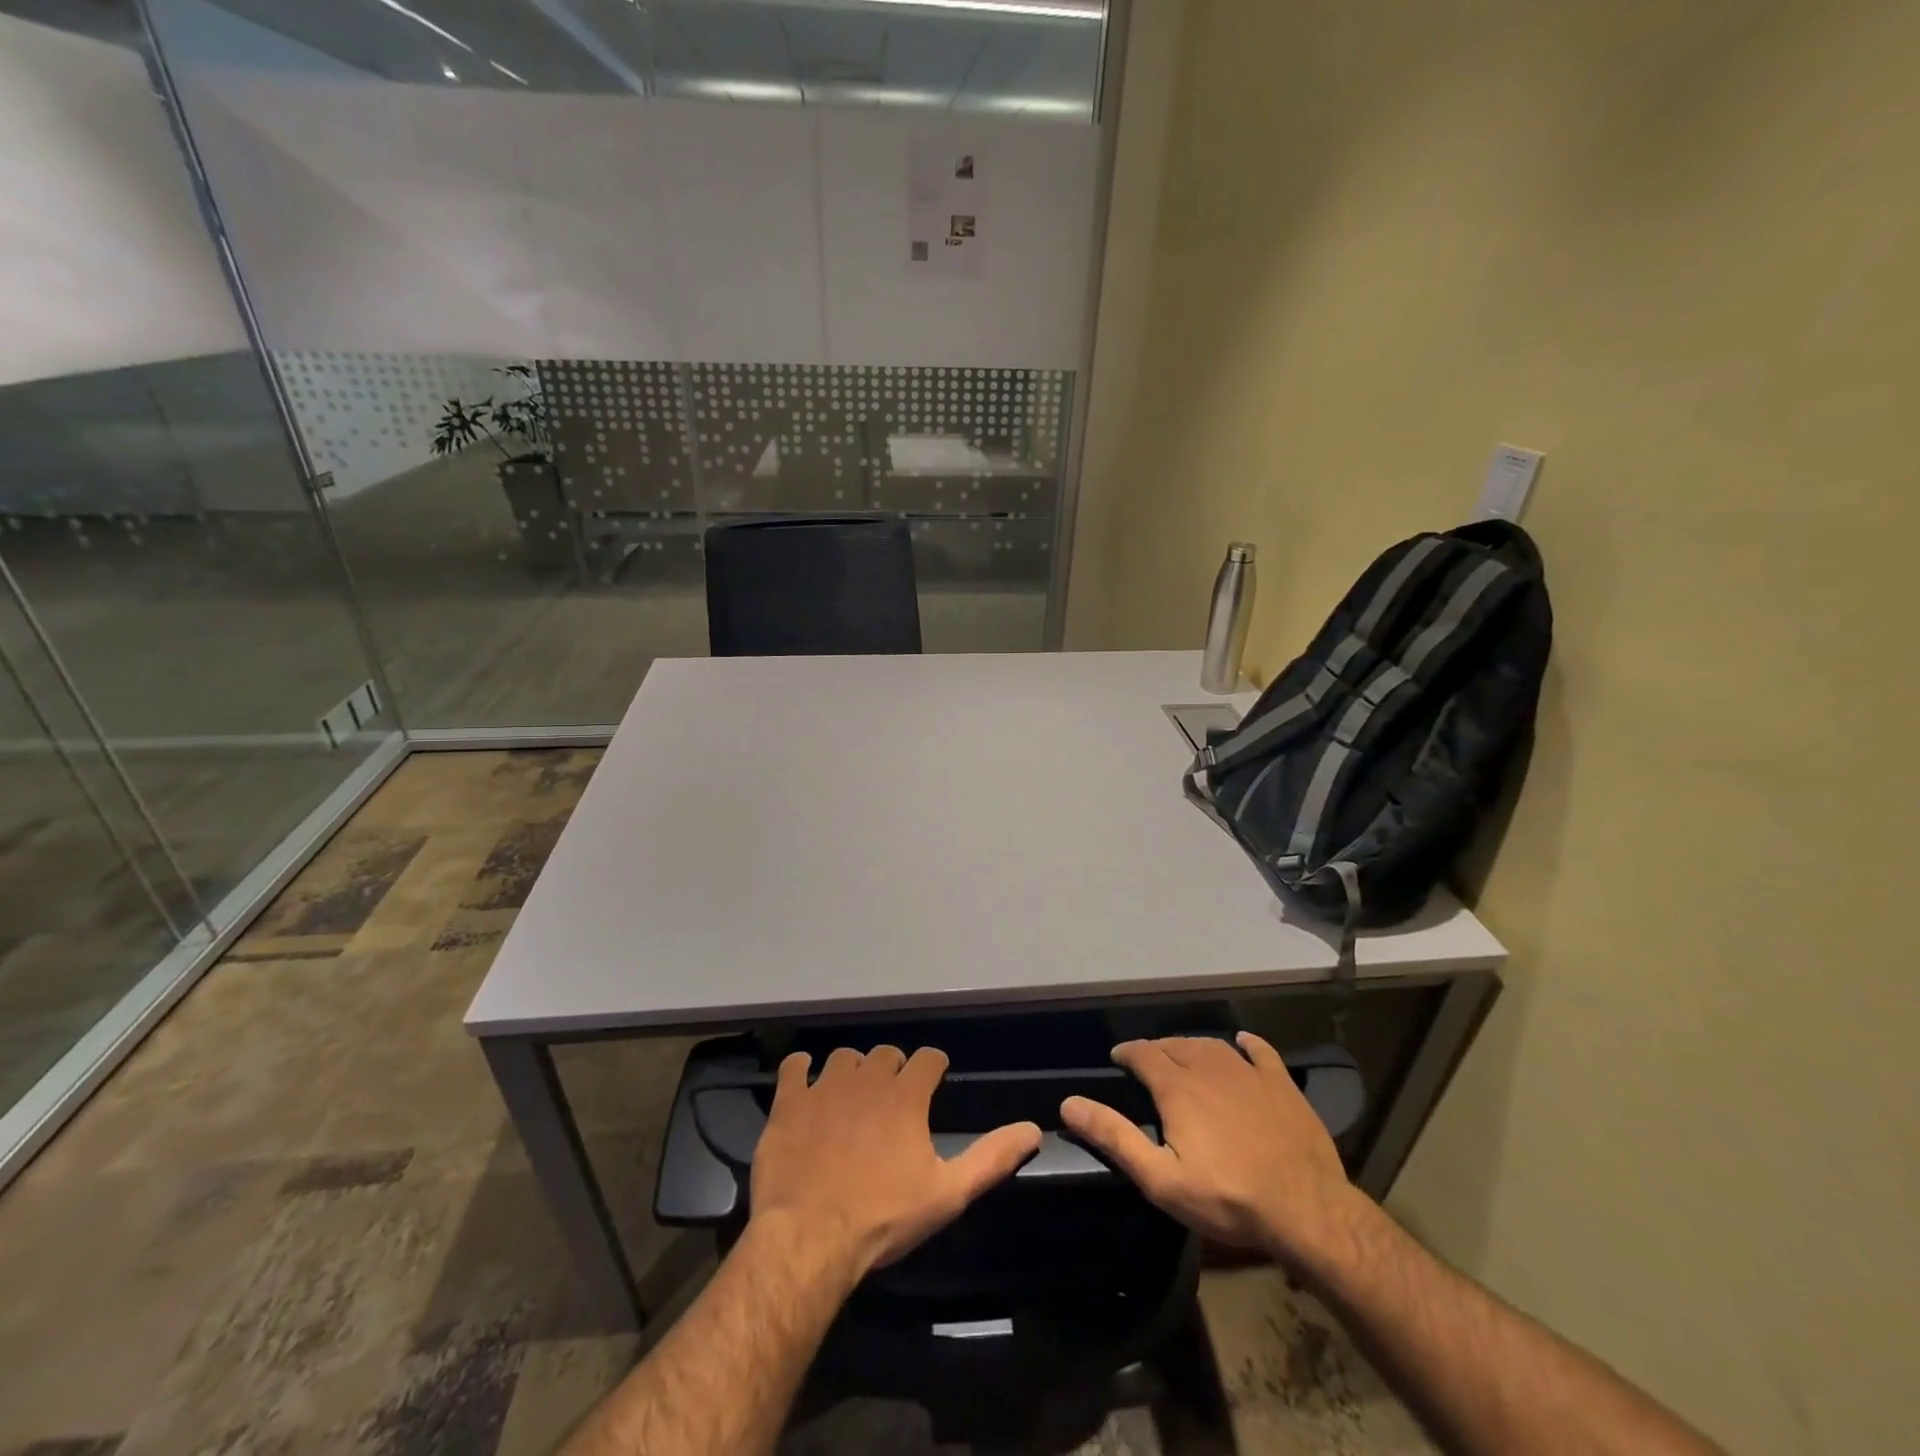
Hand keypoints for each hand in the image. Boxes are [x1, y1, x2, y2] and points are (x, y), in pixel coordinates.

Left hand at [750, 1045, 1041, 1274]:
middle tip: (892, 1096)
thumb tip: (1033, 1129)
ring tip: (852, 1095)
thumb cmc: (883, 1217)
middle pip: (885, 1053)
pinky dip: (801, 1070)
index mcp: (906, 1096)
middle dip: (893, 1068)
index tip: (934, 1079)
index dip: (933, 1067)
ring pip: (843, 1057)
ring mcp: (824, 1087)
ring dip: (852, 1070)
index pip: (928, 1058)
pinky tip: (805, 1083)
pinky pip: (795, 1067)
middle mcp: (867, 1079)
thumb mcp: (947, 1194)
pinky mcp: (789, 1102)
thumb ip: (991, 1158)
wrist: (809, 1238)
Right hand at [1061, 1033, 1365, 1271]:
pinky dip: (1247, 1044)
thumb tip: (1069, 1103)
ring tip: (1184, 1056)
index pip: (1143, 1054)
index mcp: (1177, 1087)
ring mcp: (1248, 1072)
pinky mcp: (1281, 1084)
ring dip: (1192, 1046)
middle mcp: (1209, 1067)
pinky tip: (1242, 1042)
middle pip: (1175, 1045)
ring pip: (1211, 1045)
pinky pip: (1260, 1052)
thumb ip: (1115, 1137)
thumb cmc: (1227, 1198)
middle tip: (1148, 1064)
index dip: (1127, 1053)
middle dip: (1156, 1050)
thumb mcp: (1161, 1178)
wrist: (1307, 1210)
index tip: (1118, 1059)